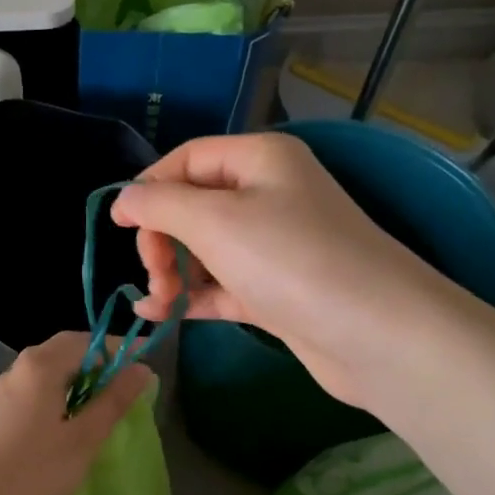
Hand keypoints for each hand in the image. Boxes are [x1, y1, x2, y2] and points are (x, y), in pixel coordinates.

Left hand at [0, 333, 153, 494]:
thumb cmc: (33, 473)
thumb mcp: (83, 438)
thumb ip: (114, 401)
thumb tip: (142, 368)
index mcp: (40, 365)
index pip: (87, 340)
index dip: (119, 348)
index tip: (148, 357)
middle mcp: (19, 368)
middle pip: (65, 350)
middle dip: (99, 361)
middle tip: (129, 382)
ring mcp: (3, 390)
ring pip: (49, 371)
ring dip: (80, 379)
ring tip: (106, 403)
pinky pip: (36, 389)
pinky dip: (60, 394)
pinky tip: (71, 421)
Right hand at [110, 133, 445, 407]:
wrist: (376, 335)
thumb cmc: (291, 260)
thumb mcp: (215, 220)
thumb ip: (159, 204)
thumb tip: (122, 199)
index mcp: (259, 160)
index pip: (187, 159)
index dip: (149, 188)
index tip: (117, 225)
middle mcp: (268, 195)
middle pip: (192, 206)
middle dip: (163, 239)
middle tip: (155, 274)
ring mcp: (273, 247)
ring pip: (204, 249)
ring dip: (173, 273)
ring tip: (160, 303)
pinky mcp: (275, 292)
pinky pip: (220, 285)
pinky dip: (191, 297)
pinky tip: (158, 316)